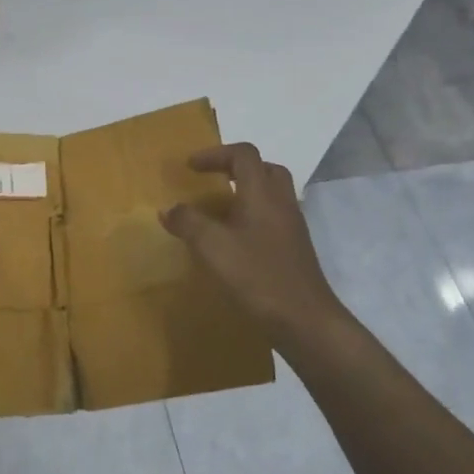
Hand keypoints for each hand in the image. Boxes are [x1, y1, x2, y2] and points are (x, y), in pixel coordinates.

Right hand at [160, 143, 348, 341]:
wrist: (304, 319)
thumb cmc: (257, 276)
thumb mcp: (212, 247)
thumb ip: (188, 222)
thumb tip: (168, 208)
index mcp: (262, 194)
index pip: (243, 154)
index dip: (215, 154)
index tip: (191, 167)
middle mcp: (282, 202)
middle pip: (264, 168)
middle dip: (235, 168)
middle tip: (212, 181)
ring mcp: (292, 226)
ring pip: (272, 193)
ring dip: (246, 192)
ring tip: (219, 210)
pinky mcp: (295, 248)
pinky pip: (274, 217)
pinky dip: (253, 215)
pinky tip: (235, 239)